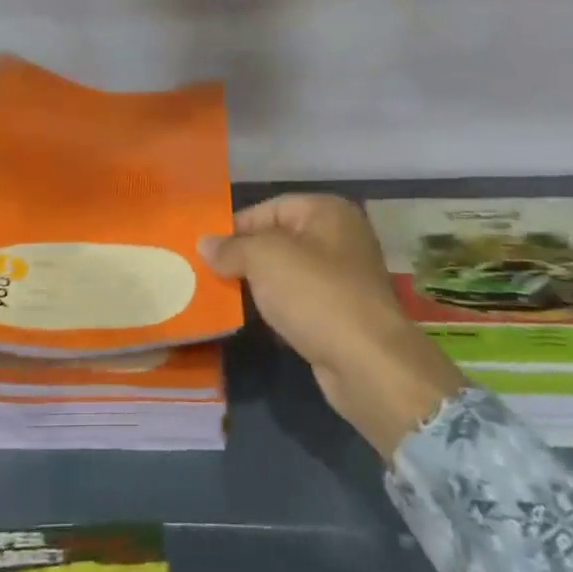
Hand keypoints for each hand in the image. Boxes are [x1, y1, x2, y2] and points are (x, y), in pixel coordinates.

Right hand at [199, 194, 463, 459]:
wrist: (367, 363)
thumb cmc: (315, 294)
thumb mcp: (264, 259)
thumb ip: (232, 247)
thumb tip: (205, 244)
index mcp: (327, 211)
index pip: (269, 208)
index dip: (236, 227)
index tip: (207, 251)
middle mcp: (340, 237)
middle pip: (279, 240)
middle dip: (245, 257)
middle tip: (210, 274)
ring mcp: (345, 277)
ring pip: (288, 273)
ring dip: (259, 285)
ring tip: (224, 297)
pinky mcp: (343, 313)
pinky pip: (300, 302)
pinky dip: (278, 309)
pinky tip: (257, 322)